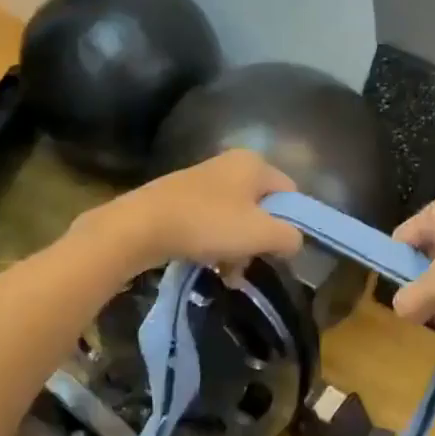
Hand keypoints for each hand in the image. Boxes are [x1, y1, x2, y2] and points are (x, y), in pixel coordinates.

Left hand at [82, 149, 303, 273]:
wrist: (141, 226)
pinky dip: (215, 242)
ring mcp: (204, 179)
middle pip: (262, 206)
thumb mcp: (261, 234)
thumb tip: (293, 241)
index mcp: (254, 163)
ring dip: (237, 246)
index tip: (280, 250)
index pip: (290, 193)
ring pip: (236, 217)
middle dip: (261, 238)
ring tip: (228, 271)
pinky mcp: (182, 197)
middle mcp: (231, 164)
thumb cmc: (208, 224)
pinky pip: (212, 221)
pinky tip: (209, 263)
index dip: (292, 223)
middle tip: (251, 262)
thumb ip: (290, 237)